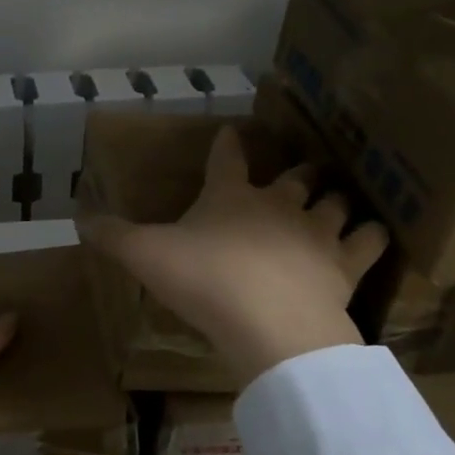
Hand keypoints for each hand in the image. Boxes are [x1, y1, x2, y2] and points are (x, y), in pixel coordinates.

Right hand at [78, 126, 387, 384]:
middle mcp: (279, 205)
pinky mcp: (347, 265)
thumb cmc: (204, 280)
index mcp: (230, 196)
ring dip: (334, 199)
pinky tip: (373, 235)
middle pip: (293, 178)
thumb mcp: (145, 256)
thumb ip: (113, 237)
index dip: (227, 145)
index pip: (227, 159)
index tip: (231, 131)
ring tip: (336, 198)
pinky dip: (371, 236)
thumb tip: (80, 219)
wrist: (270, 323)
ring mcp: (317, 232)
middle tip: (300, 170)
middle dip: (295, 172)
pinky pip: (369, 242)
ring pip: (334, 203)